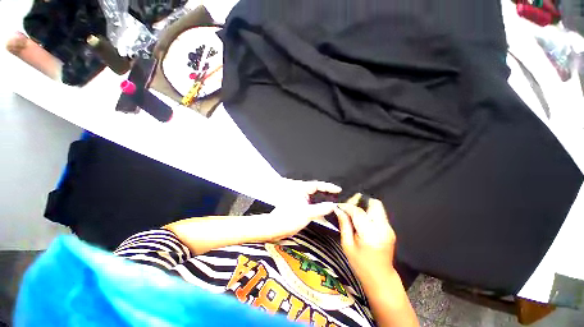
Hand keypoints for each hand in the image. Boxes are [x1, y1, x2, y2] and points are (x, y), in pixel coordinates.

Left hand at [266, 180, 341, 240]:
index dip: (329, 187)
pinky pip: (312, 203)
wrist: (275, 227)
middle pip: (317, 190)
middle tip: (338, 197)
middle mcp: (301, 192)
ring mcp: (300, 199)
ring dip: (323, 200)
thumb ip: (321, 209)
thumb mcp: (307, 213)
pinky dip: (319, 206)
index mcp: (301, 189)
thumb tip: (333, 205)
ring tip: (333, 203)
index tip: (338, 189)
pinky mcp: (300, 205)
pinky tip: (324, 211)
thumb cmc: (288, 218)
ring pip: (315, 197)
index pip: (318, 185)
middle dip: (327, 193)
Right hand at [334, 194, 396, 283]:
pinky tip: (360, 217)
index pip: (359, 212)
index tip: (339, 206)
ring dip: (364, 205)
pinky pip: (379, 213)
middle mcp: (383, 228)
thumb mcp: (347, 245)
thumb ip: (344, 225)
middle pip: (374, 204)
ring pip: (377, 207)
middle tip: (348, 205)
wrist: (381, 278)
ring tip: (352, 210)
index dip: (347, 206)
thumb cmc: (360, 264)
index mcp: (371, 235)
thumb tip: (338, 209)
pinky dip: (368, 211)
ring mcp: (389, 228)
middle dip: (360, 200)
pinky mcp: (390, 229)